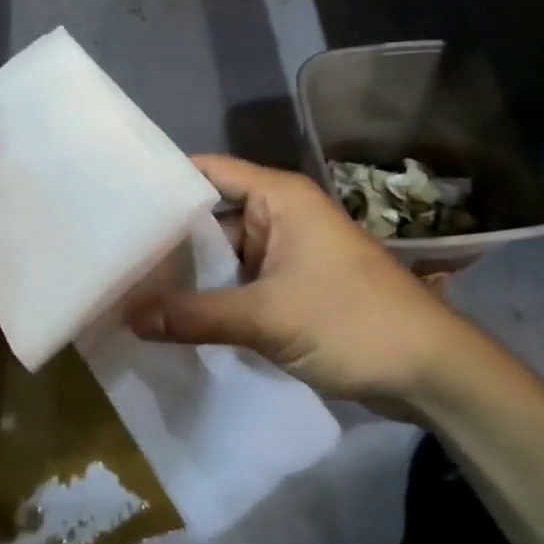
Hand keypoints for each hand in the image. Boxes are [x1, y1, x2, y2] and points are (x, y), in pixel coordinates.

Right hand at [131, 153, 469, 408]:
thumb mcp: (267, 317)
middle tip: (112, 253)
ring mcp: (287, 253)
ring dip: (189, 271)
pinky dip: (213, 295)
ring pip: (224, 253)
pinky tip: (173, 314)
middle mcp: (279, 215)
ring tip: (130, 284)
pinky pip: (241, 281)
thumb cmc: (352, 321)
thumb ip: (195, 315)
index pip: (208, 172)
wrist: (431, 371)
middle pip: (211, 215)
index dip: (164, 183)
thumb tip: (128, 316)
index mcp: (278, 197)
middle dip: (168, 236)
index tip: (115, 199)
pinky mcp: (292, 287)